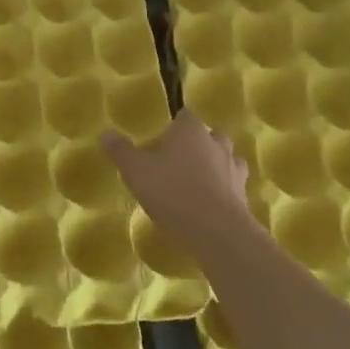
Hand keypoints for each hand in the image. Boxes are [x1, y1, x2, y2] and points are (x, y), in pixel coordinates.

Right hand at [104, 109, 251, 249]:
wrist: (217, 233)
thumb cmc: (172, 191)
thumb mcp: (136, 171)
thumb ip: (120, 151)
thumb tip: (106, 133)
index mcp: (191, 130)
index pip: (185, 116)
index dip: (173, 126)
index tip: (160, 141)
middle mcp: (216, 144)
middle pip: (209, 136)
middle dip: (197, 145)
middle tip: (177, 162)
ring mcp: (234, 171)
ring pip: (226, 160)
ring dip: (214, 167)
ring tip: (195, 184)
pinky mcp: (244, 198)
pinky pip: (232, 187)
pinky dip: (222, 192)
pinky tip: (207, 207)